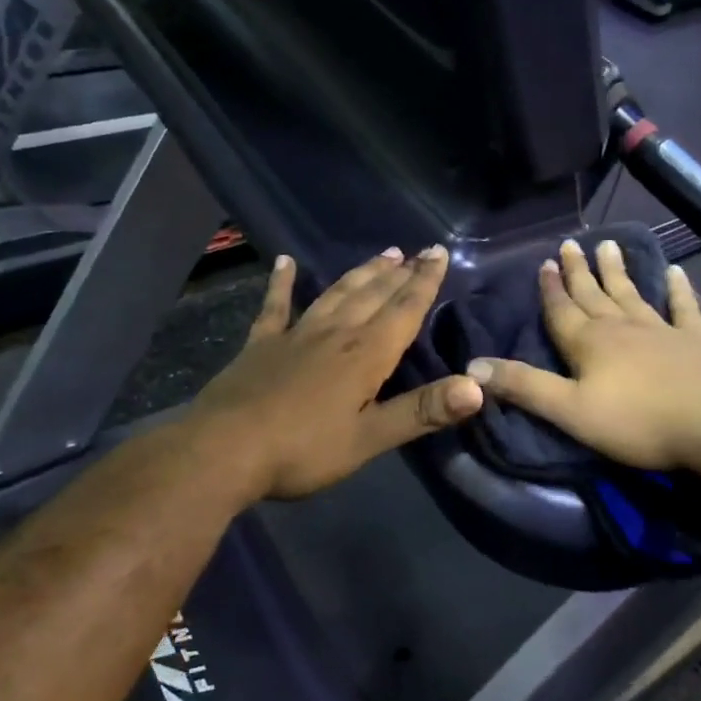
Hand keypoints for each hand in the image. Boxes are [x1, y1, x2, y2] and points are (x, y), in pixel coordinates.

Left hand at [188, 247, 482, 501]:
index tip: (438, 253)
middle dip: (399, 272)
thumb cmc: (303, 450)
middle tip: (417, 250)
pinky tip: (285, 262)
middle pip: (373, 295)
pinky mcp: (261, 344)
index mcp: (365, 355)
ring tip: (382, 254)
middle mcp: (335, 334)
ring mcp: (295, 335)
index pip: (404, 310)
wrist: (223, 450)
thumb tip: (477, 388)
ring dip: (361, 273)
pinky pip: (276, 306)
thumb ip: (422, 412)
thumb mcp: (369, 439)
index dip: (424, 282)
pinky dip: (282, 283)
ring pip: (336, 294)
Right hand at [466, 238, 700, 471]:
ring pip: (632, 294)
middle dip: (578, 272)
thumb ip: (524, 387)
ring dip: (618, 271)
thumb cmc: (638, 421)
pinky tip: (676, 272)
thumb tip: (473, 365)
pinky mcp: (696, 340)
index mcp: (589, 343)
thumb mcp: (570, 411)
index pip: (562, 310)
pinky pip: (683, 307)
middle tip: (569, 245)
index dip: (550, 289)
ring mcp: (662, 330)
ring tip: (608, 246)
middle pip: (594, 294)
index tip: (543, 263)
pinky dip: (678, 289)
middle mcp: (622, 327)